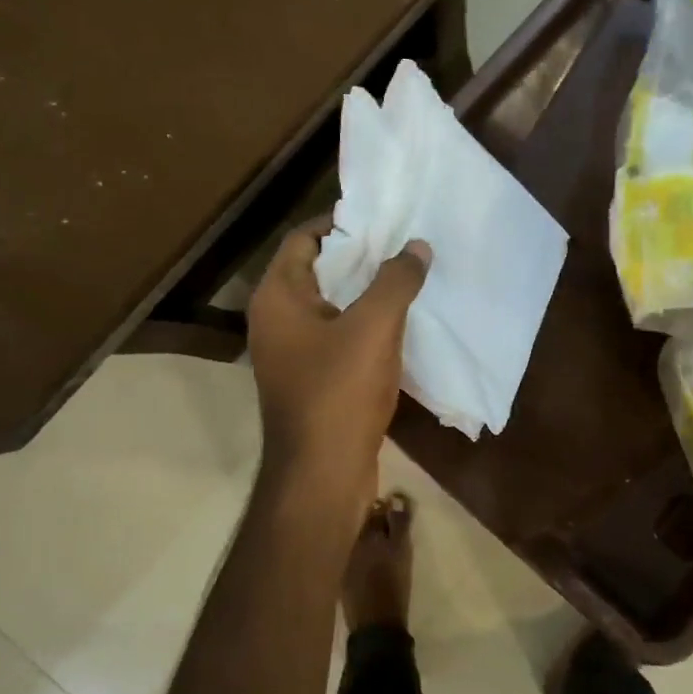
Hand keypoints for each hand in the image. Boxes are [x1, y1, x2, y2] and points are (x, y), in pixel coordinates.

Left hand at [246, 218, 430, 512]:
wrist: (322, 474)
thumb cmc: (339, 391)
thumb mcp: (374, 327)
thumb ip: (396, 280)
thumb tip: (417, 246)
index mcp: (277, 297)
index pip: (303, 239)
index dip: (340, 224)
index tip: (381, 218)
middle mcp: (275, 320)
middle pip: (316, 271)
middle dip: (358, 257)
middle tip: (402, 244)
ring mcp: (290, 353)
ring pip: (329, 306)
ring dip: (363, 292)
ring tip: (407, 276)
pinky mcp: (309, 379)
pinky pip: (336, 336)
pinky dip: (362, 324)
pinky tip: (399, 323)